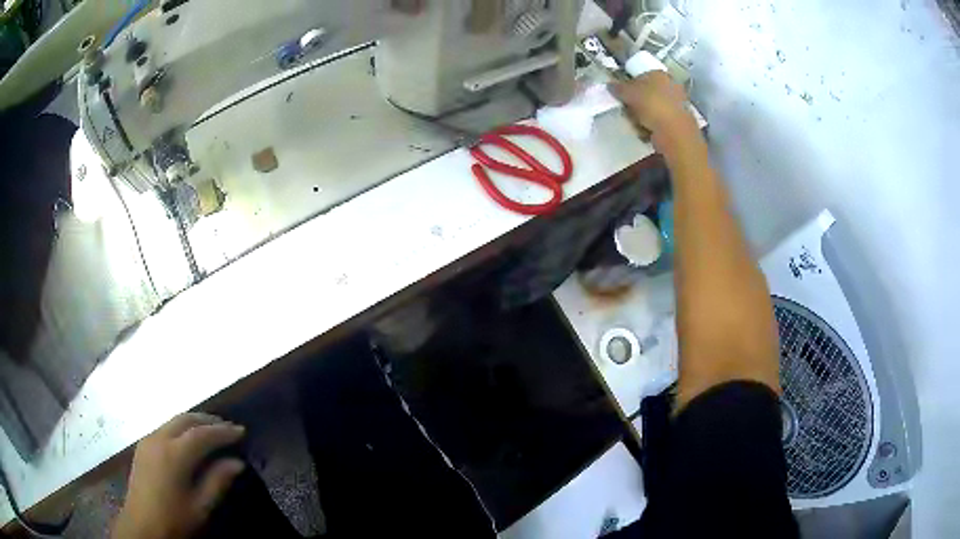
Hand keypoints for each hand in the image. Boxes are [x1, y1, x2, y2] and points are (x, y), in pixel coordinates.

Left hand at [113, 414, 246, 538]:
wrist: (141, 525)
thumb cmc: (174, 519)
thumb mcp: (200, 506)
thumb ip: (218, 481)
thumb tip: (238, 463)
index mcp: (174, 454)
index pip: (202, 434)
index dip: (223, 431)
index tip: (241, 431)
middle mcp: (159, 439)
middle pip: (185, 419)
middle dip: (208, 420)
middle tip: (228, 427)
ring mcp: (148, 440)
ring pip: (173, 421)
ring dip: (194, 422)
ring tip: (211, 431)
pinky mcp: (142, 446)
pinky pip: (164, 428)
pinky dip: (181, 428)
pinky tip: (188, 439)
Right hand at [611, 72, 700, 156]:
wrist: (673, 131)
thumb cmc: (651, 104)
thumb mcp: (628, 92)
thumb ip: (617, 88)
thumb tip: (610, 85)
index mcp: (659, 74)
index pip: (641, 76)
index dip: (630, 86)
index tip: (623, 97)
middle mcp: (671, 86)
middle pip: (647, 93)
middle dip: (636, 103)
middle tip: (628, 112)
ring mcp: (678, 104)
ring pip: (653, 109)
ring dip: (643, 117)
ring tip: (637, 124)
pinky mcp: (680, 121)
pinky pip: (660, 122)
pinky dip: (652, 127)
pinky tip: (647, 132)